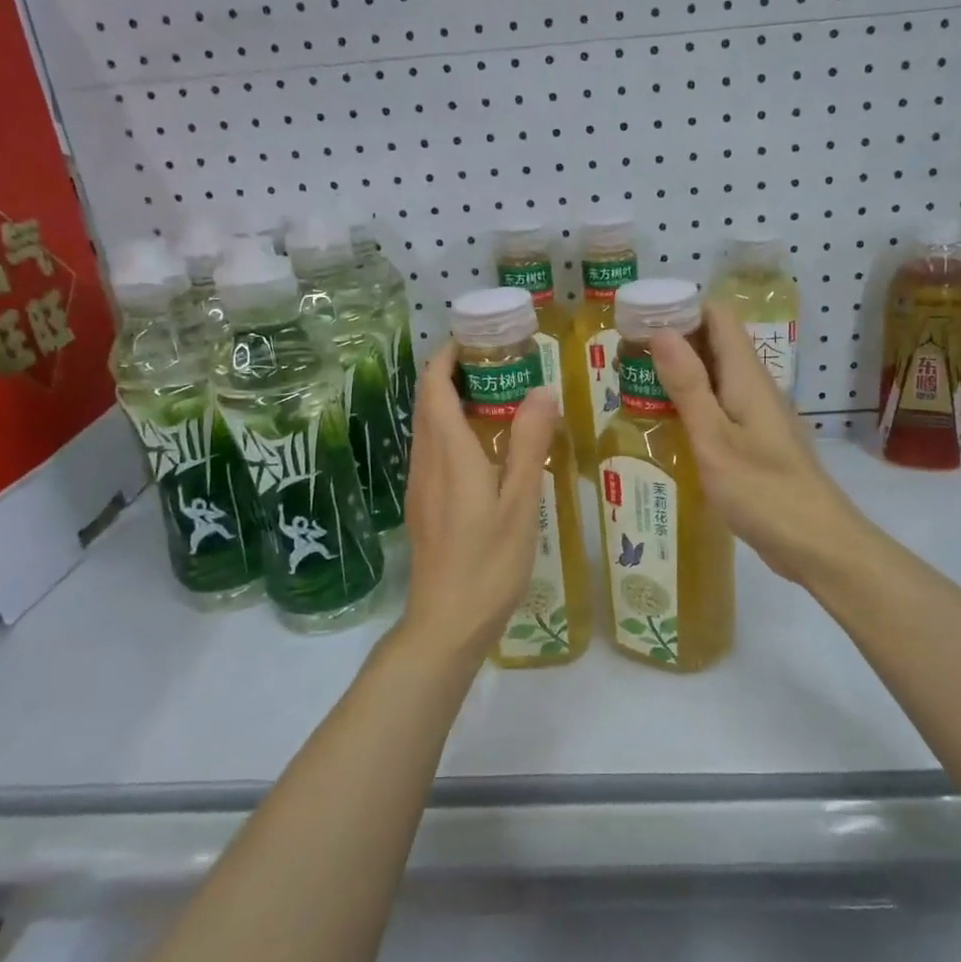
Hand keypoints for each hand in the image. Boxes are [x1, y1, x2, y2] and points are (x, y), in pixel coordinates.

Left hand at [399, 344, 557, 655]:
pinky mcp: (423, 505)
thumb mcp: (520, 501)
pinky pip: (434, 451)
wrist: (446, 622)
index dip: (448, 356)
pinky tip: (486, 449)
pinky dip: (454, 432)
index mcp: (448, 452)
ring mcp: (421, 484)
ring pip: (428, 427)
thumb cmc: (488, 561)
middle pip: (428, 401)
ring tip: (498, 399)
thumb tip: (540, 390)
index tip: (479, 340)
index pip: (434, 385)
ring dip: (453, 403)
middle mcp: (426, 460)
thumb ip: (529, 444)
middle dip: (454, 374)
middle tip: (499, 365)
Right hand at [650, 304, 869, 584]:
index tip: (638, 320)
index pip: (717, 316)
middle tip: (624, 359)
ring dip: (678, 375)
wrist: (816, 543)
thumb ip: (688, 387)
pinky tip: (665, 425)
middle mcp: (754, 386)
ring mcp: (757, 414)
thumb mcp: (714, 439)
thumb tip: (662, 332)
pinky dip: (691, 405)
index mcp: (746, 376)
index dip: (679, 309)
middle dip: (671, 342)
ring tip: (634, 388)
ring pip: (715, 376)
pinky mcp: (756, 440)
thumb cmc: (763, 491)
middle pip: (713, 343)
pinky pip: (720, 406)